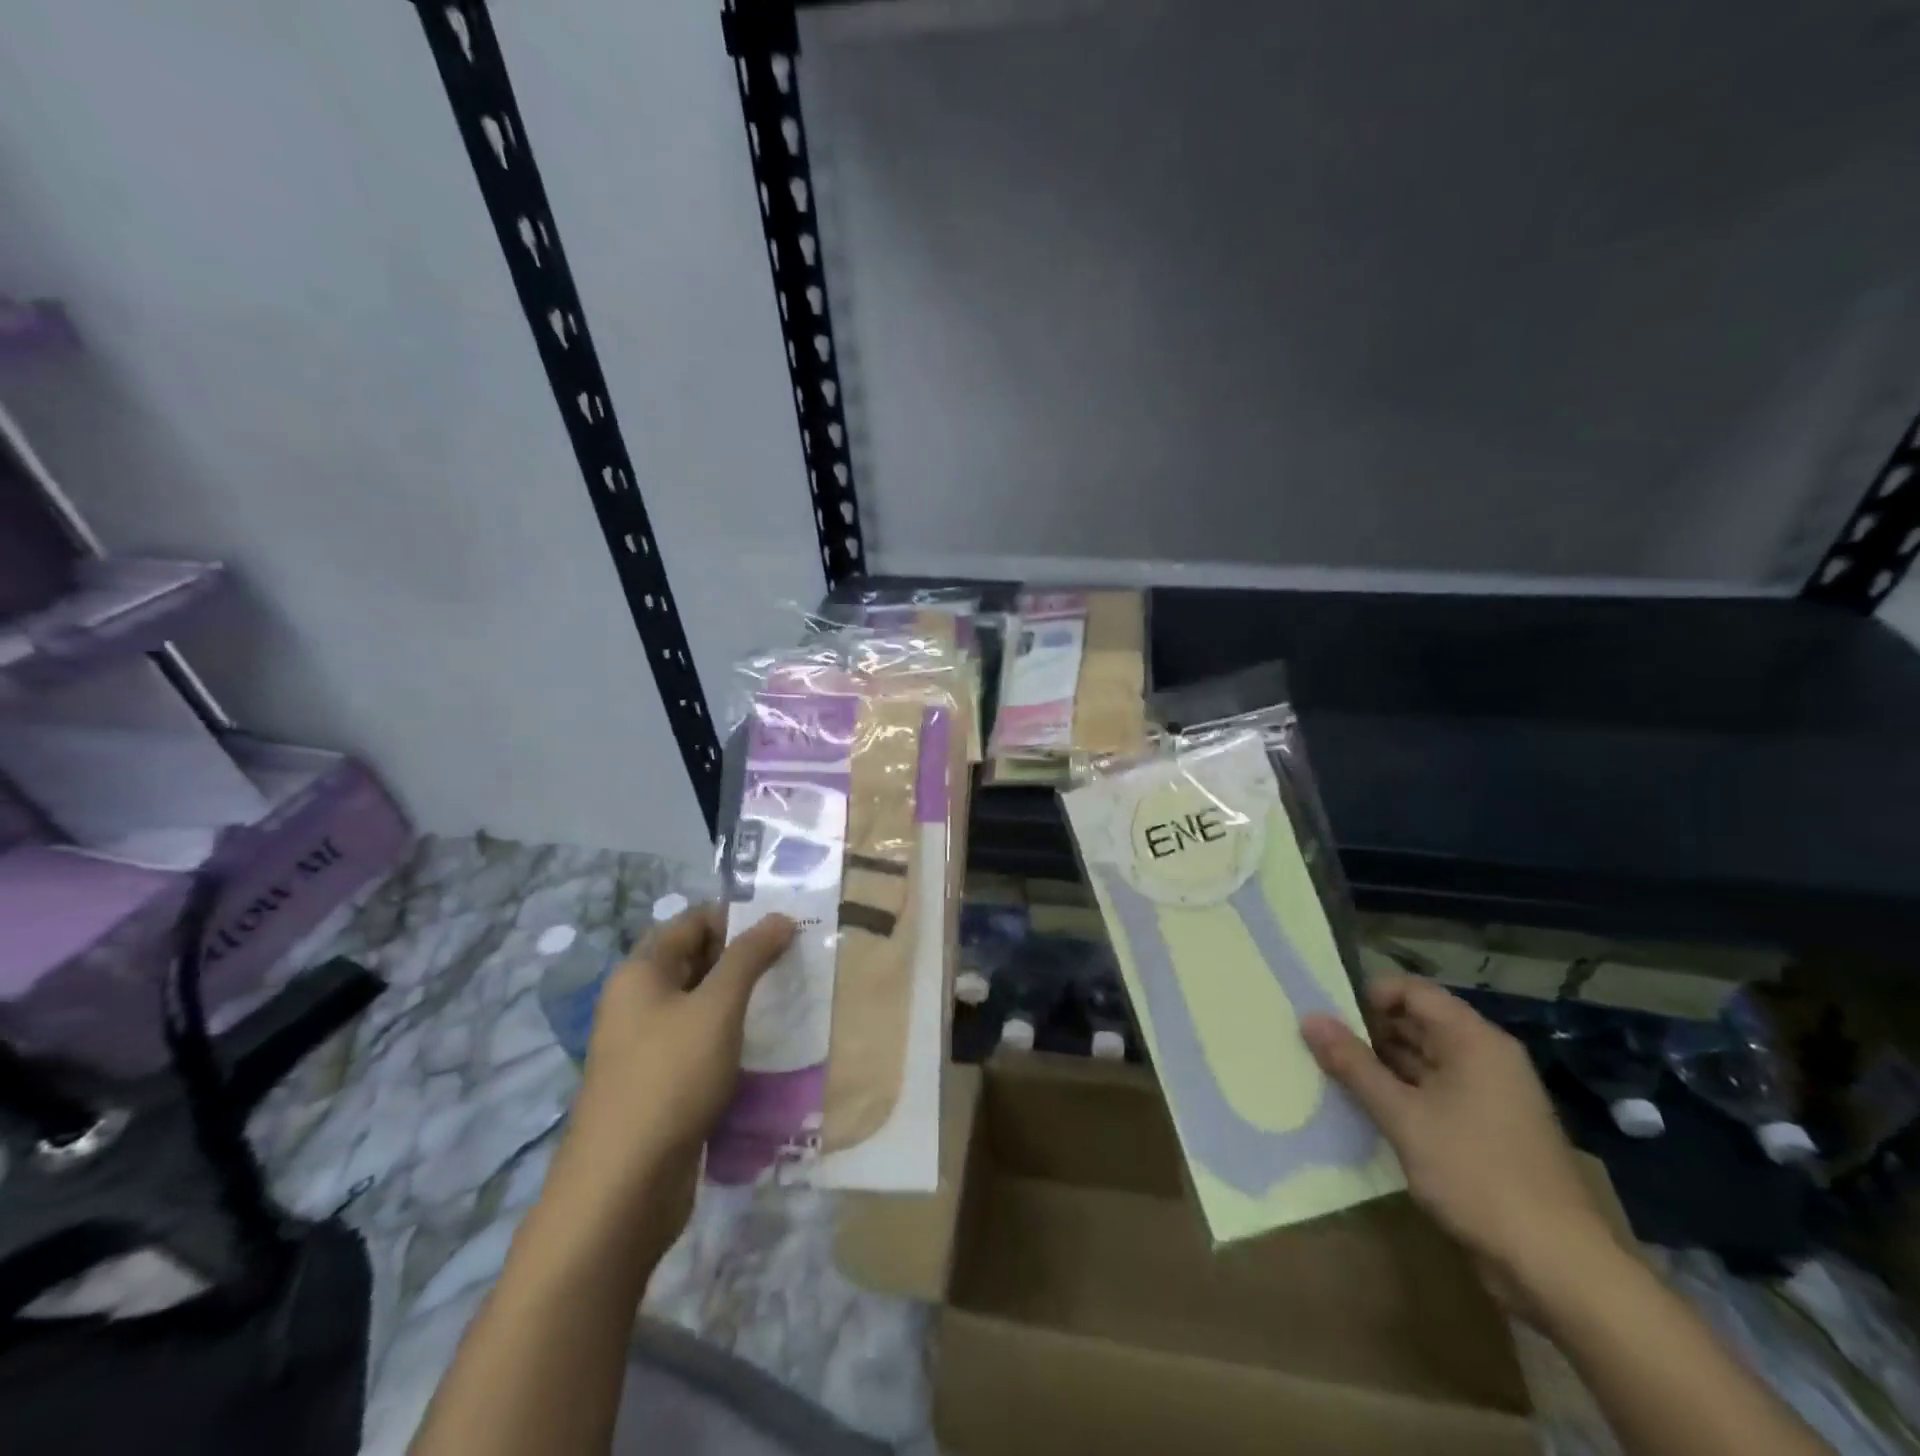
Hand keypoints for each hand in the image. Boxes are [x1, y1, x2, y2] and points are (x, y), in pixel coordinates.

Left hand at [549, 905, 795, 1254]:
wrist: (623, 1187)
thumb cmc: (670, 1078)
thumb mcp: (717, 1008)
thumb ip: (749, 956)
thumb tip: (780, 917)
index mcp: (642, 972)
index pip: (694, 922)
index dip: (739, 919)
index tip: (787, 929)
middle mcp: (640, 1002)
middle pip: (699, 961)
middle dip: (747, 959)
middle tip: (798, 963)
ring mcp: (649, 1046)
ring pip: (704, 1006)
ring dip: (744, 1001)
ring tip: (793, 1000)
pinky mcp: (663, 1083)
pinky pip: (703, 1044)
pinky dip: (734, 1038)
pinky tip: (769, 1045)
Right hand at [1301, 977, 1619, 1315]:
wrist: (1557, 1268)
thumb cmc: (1477, 1174)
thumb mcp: (1403, 1116)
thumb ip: (1353, 1064)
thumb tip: (1309, 1018)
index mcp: (1474, 1041)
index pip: (1412, 991)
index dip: (1368, 995)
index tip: (1327, 1015)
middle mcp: (1485, 1059)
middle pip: (1417, 1023)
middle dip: (1367, 1031)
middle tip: (1318, 1044)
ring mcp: (1489, 1097)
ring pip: (1423, 1060)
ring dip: (1380, 1065)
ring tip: (1330, 1073)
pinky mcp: (1486, 1131)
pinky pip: (1434, 1093)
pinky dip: (1401, 1095)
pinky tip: (1366, 1109)